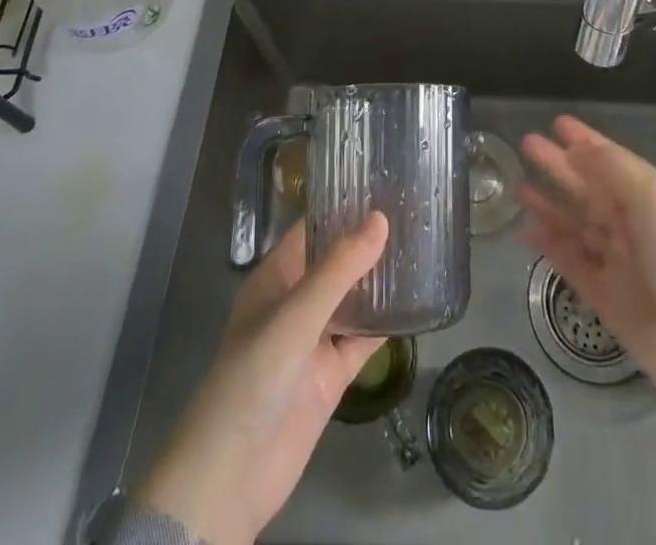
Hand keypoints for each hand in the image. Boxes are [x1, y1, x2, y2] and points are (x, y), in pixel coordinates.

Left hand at [133, 213, 388, 544]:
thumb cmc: (254, 376)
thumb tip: (381, 218)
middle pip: (337, 261)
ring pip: (354, 297)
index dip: (343, 206)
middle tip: (414, 209)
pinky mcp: (332, 374)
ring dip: (381, 278)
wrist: (232, 474)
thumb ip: (339, 269)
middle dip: (369, 240)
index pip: (313, 228)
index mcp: (277, 276)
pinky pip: (364, 338)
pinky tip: (418, 302)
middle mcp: (297, 300)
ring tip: (423, 246)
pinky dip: (387, 322)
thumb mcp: (296, 315)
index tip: (383, 182)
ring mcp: (315, 338)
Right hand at [521, 116, 655, 398]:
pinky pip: (570, 261)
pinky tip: (526, 232)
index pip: (610, 160)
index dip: (585, 140)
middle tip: (526, 144)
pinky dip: (549, 245)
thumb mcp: (652, 198)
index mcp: (650, 196)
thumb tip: (576, 150)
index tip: (557, 123)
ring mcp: (617, 260)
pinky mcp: (604, 295)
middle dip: (559, 166)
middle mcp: (632, 224)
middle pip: (588, 188)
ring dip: (549, 205)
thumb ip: (612, 169)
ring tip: (518, 189)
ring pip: (575, 224)